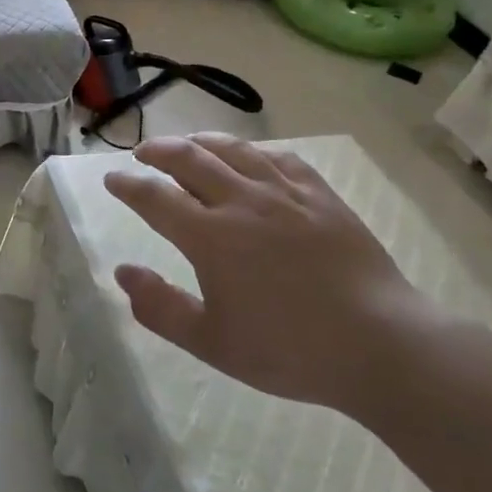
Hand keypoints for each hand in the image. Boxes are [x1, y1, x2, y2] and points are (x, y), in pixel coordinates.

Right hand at [103, 133, 430, 411]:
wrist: (380, 344)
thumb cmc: (289, 350)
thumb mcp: (212, 343)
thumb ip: (160, 307)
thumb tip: (123, 272)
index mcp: (210, 237)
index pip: (155, 197)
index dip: (128, 185)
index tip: (112, 178)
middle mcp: (241, 201)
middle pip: (189, 158)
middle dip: (158, 151)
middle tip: (143, 154)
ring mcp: (284, 193)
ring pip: (233, 150)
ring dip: (201, 141)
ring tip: (188, 144)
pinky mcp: (320, 195)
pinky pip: (279, 158)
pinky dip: (254, 151)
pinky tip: (250, 157)